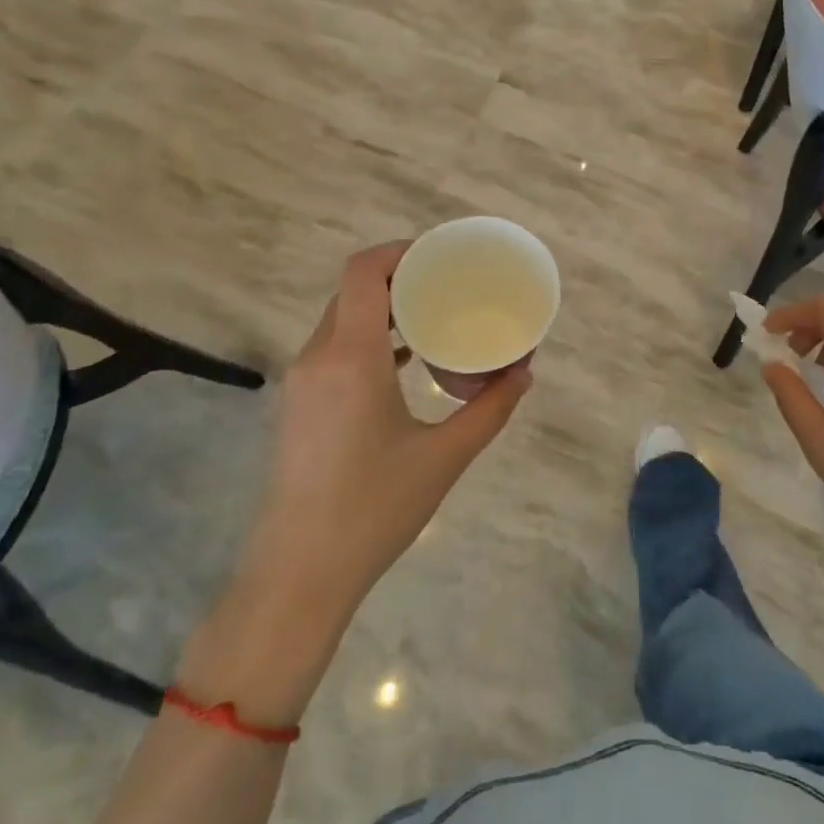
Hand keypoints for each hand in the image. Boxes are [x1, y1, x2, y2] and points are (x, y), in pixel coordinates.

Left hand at [242, 242, 531, 622]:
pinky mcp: (301, 404)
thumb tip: (524, 373)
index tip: (441, 256)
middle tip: (449, 284)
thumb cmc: (374, 508)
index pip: (363, 272)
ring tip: (434, 315)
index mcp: (351, 357)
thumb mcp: (445, 457)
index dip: (399, 251)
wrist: (299, 572)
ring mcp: (303, 381)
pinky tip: (406, 360)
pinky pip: (335, 348)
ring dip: (384, 309)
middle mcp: (319, 357)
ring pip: (342, 319)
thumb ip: (490, 409)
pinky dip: (370, 338)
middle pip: (354, 291)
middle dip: (400, 277)